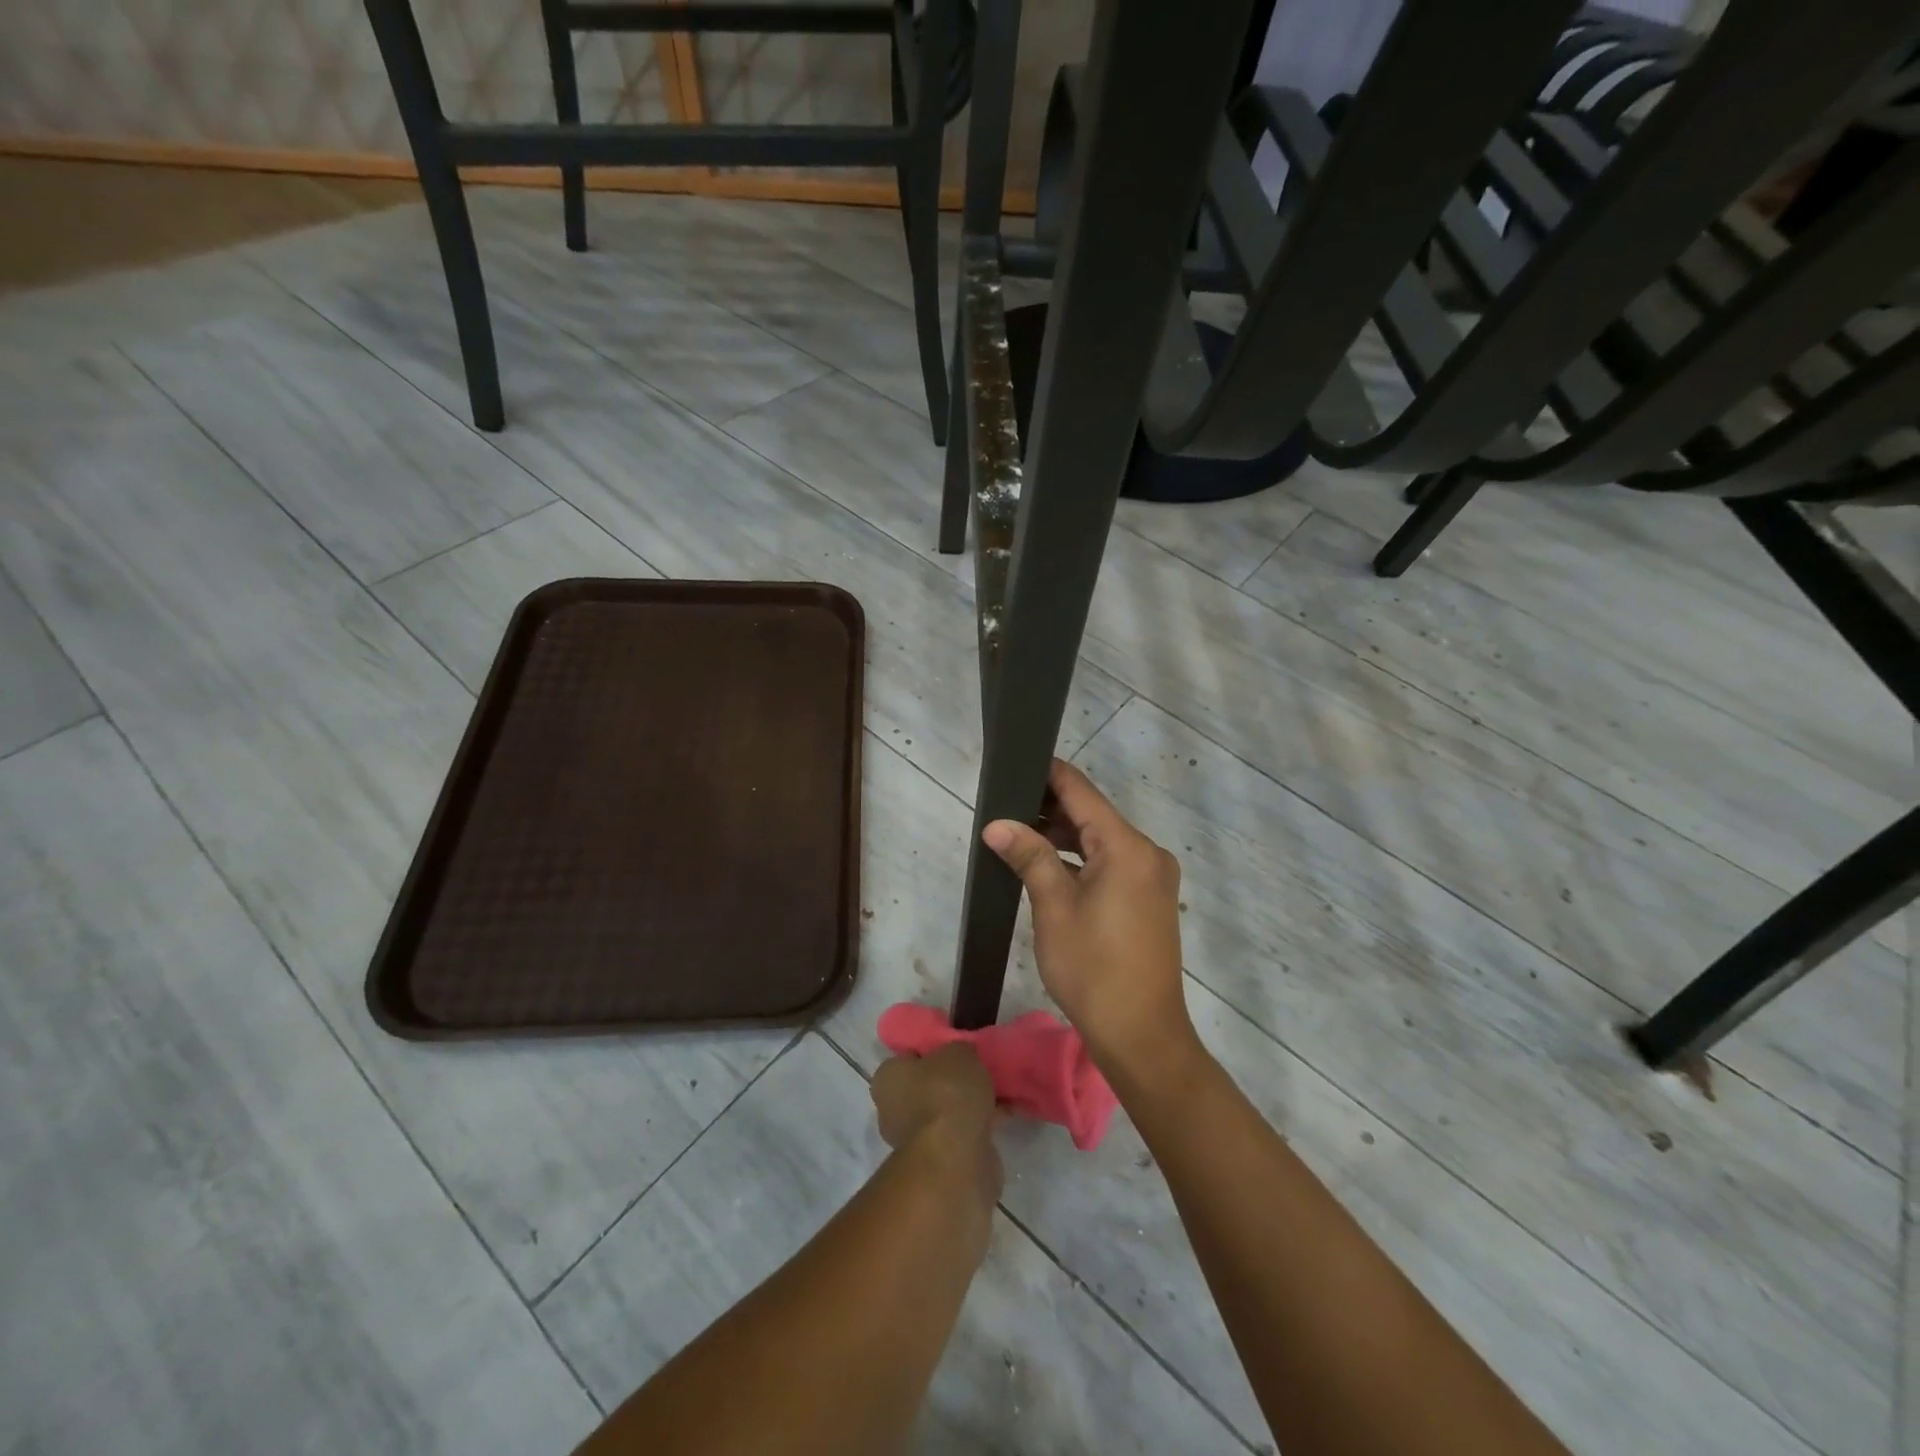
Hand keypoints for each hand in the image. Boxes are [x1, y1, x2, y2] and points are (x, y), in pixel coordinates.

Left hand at [871, 1045, 1002, 1203]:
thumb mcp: (958, 1051)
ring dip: (967, 1105)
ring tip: (997, 1093)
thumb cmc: (946, 1094)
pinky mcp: (936, 1162)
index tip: (957, 1048)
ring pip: (944, 1111)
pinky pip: (959, 1134)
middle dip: (951, 1081)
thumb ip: (959, 1048)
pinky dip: (977, 1126)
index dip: (933, 1050)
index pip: (909, 1055)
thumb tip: (962, 1054)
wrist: (956, 1158)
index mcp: (887, 1077)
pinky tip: (1001, 1116)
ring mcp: (913, 1140)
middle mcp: (891, 1109)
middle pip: (926, 1085)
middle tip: (979, 1070)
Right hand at [982, 760, 1199, 1085]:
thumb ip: (1029, 857)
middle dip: (1049, 809)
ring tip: (1016, 833)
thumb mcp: (1054, 909)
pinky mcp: (1148, 899)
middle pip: (1092, 815)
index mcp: (1128, 847)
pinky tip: (1046, 864)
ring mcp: (1151, 877)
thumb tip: (997, 824)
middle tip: (1003, 806)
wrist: (1141, 1035)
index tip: (1015, 764)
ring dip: (1062, 837)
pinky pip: (1110, 864)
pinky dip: (1080, 861)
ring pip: (1100, 841)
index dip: (1048, 775)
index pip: (1082, 792)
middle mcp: (1147, 853)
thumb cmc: (1094, 969)